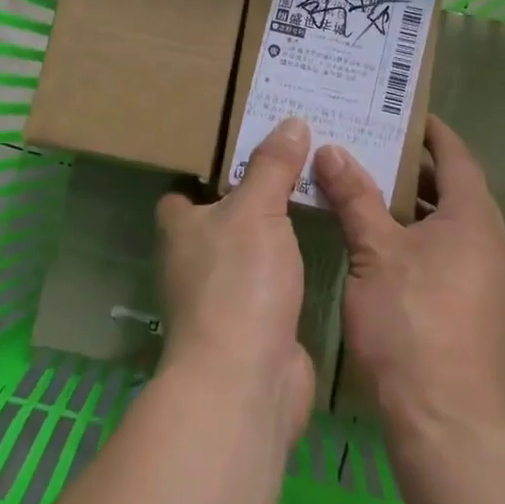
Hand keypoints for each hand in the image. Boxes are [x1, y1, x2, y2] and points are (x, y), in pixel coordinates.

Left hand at [155, 117, 315, 443]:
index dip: (208, 169)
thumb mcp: (256, 210)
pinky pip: (274, 280)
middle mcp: (194, 260)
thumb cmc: (239, 282)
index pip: (184, 191)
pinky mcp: (254, 324)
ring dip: (275, 231)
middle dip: (252, 194)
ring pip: (250, 250)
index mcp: (181, 228)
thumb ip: (272, 166)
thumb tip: (291, 122)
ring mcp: (223, 296)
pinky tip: (323, 244)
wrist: (246, 381)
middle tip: (296, 160)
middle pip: (222, 218)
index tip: (247, 145)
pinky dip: (293, 265)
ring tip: (315, 192)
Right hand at [313, 117, 504, 448]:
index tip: (405, 116)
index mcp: (473, 220)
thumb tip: (333, 149)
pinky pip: (452, 260)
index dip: (433, 133)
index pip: (457, 158)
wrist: (449, 425)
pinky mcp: (480, 318)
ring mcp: (491, 286)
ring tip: (371, 197)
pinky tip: (385, 255)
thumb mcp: (374, 253)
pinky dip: (422, 244)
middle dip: (417, 172)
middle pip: (456, 193)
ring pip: (452, 230)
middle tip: (373, 152)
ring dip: (417, 211)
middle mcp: (491, 247)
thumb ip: (355, 197)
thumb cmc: (411, 324)